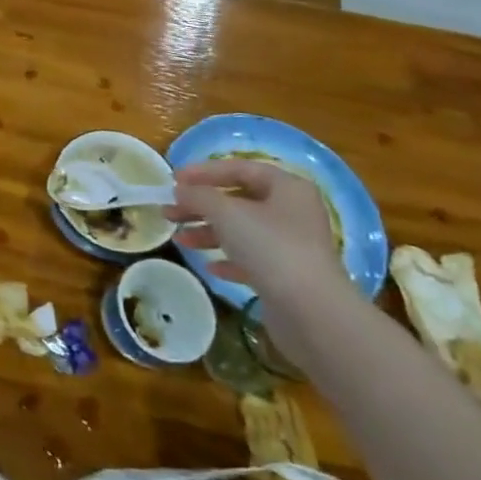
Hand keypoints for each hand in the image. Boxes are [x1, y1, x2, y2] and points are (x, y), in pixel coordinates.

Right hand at [163, 158, 356, 357]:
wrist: (311, 310)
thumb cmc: (270, 247)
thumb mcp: (226, 213)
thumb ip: (198, 195)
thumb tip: (180, 190)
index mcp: (287, 188)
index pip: (240, 169)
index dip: (204, 172)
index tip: (173, 180)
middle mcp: (293, 212)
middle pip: (238, 200)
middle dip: (201, 205)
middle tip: (169, 212)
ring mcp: (292, 245)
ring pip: (242, 230)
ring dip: (208, 232)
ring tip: (180, 239)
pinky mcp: (287, 275)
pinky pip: (251, 259)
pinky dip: (228, 258)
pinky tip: (210, 266)